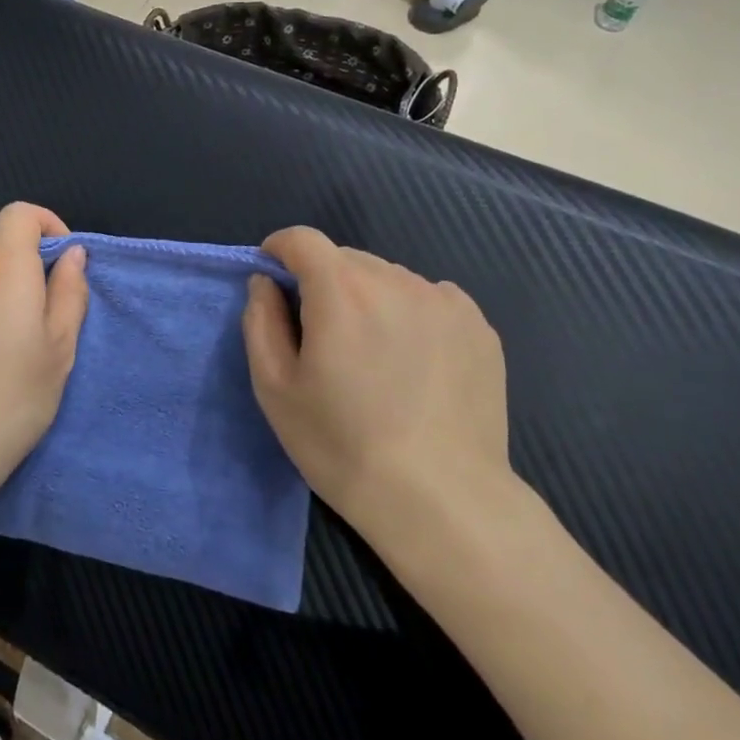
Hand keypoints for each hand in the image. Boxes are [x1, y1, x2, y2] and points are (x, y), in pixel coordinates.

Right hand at [241, 226, 515, 565]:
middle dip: (323, 281)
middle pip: (345, 258)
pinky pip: (428, 299)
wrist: (441, 500)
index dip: (280, 250)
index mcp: (341, 291)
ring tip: (372, 353)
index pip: (302, 239)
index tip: (273, 277)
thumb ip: (261, 321)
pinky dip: (409, 313)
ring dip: (368, 297)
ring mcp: (445, 300)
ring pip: (388, 278)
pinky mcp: (478, 326)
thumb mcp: (275, 388)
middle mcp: (396, 280)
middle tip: (321, 334)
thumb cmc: (342, 445)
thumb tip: (265, 283)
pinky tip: (413, 362)